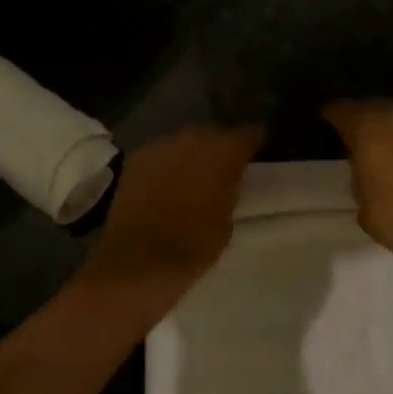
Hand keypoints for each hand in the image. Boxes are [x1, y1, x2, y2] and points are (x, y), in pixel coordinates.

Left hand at [80, 125, 265, 300]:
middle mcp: (192, 140)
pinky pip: (159, 155)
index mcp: (223, 153)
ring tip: (191, 176)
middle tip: (222, 169)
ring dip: (189, 155)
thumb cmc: (194, 246)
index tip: (257, 151)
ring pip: (182, 143)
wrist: (140, 259)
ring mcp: (160, 146)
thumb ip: (229, 190)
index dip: (254, 142)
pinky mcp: (135, 159)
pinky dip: (165, 165)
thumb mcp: (227, 220)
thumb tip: (224, 181)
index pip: (247, 134)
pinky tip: (164, 183)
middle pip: (212, 134)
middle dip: (218, 148)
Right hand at [322, 100, 392, 277]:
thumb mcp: (363, 201)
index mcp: (368, 126)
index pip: (341, 109)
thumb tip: (367, 166)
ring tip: (388, 150)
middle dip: (365, 120)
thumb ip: (359, 173)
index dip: (331, 116)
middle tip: (358, 139)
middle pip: (374, 107)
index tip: (327, 121)